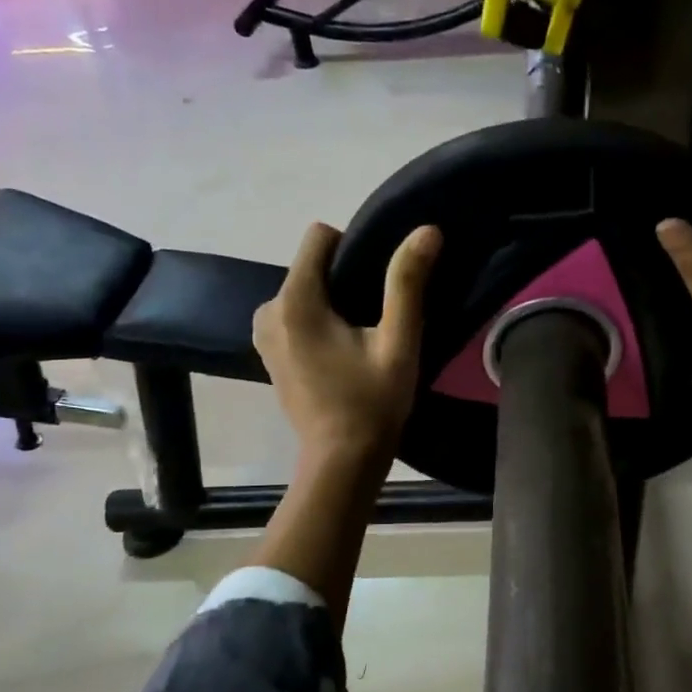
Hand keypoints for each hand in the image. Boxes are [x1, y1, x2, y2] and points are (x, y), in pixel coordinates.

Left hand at [253, 221, 442, 461]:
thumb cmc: (373, 402)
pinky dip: (320, 322)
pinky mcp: (269, 352)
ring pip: (306, 290)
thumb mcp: (398, 342)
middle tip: (377, 320)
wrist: (341, 461)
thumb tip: (427, 230)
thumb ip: (407, 283)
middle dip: (345, 279)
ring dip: (334, 303)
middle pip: (312, 266)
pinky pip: (297, 315)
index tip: (379, 285)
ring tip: (362, 338)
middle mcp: (268, 309)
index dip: (355, 248)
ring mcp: (263, 333)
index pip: (319, 237)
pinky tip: (343, 354)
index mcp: (295, 300)